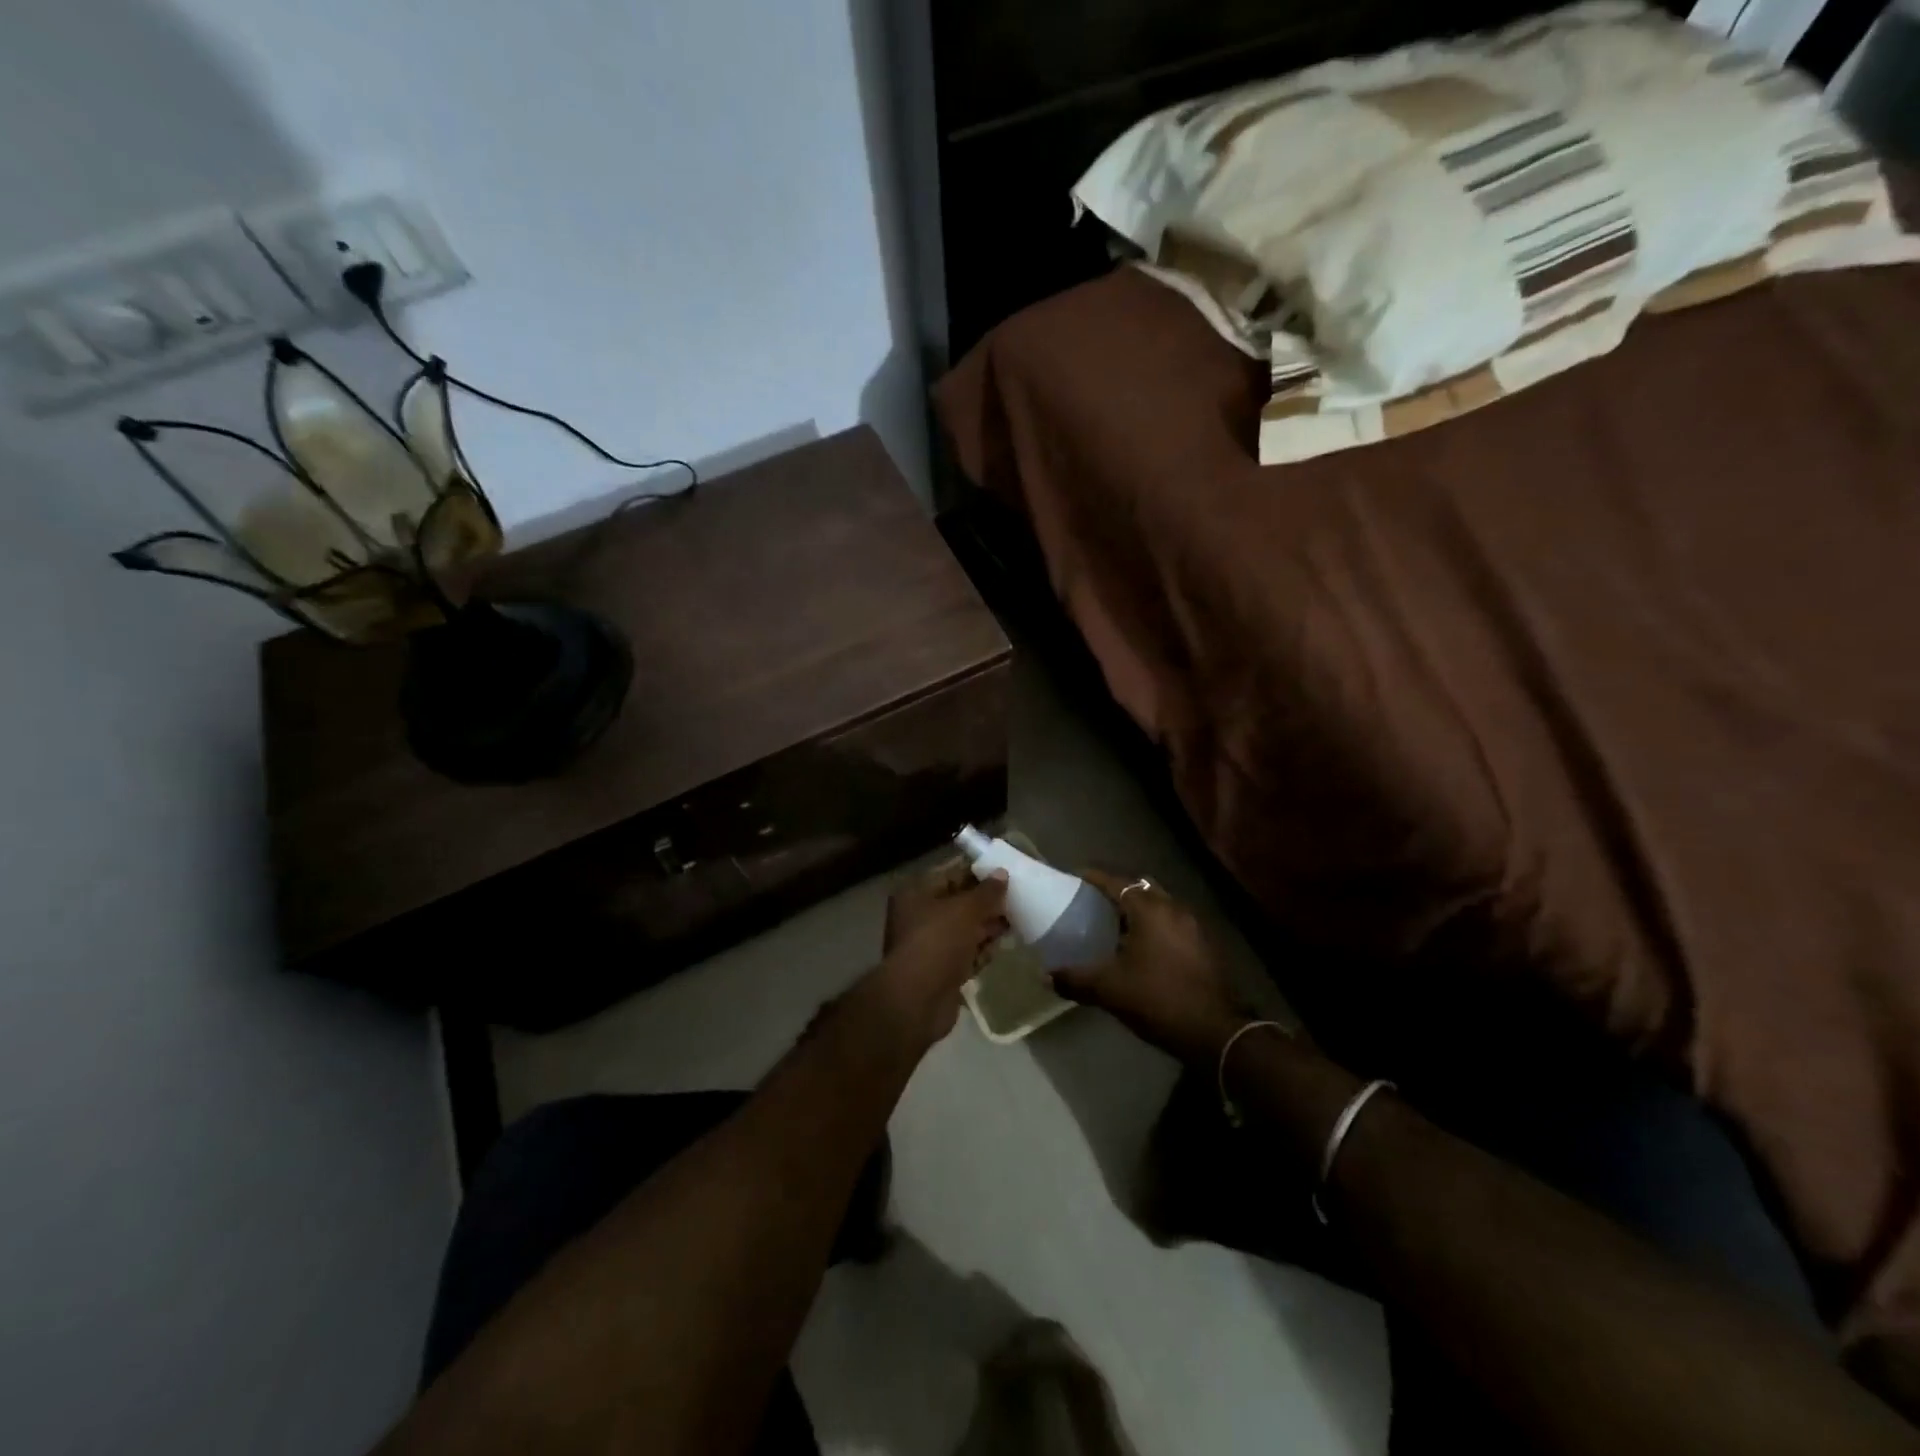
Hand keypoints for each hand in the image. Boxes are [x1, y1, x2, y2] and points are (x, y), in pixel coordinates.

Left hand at [869, 858, 1008, 1044]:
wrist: (918, 1000)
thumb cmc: (937, 942)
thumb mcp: (965, 910)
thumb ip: (986, 892)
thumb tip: (1002, 873)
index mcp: (915, 894)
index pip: (950, 874)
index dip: (977, 872)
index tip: (1005, 871)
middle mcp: (919, 916)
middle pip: (958, 903)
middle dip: (986, 902)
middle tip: (1017, 897)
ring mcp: (930, 945)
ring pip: (964, 929)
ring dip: (988, 926)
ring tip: (1018, 919)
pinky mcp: (941, 971)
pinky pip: (966, 953)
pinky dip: (983, 949)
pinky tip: (1005, 945)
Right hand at [1049, 870, 1250, 1065]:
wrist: (1215, 1032)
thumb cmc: (1158, 998)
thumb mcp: (1109, 989)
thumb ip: (1075, 979)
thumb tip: (1045, 976)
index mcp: (1150, 909)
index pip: (1117, 882)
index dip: (1094, 877)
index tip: (1075, 877)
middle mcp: (1174, 909)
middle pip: (1142, 888)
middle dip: (1119, 891)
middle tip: (1095, 903)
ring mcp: (1193, 927)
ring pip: (1160, 906)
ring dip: (1139, 910)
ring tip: (1115, 927)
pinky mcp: (1204, 947)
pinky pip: (1172, 924)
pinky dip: (1155, 927)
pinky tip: (1142, 950)